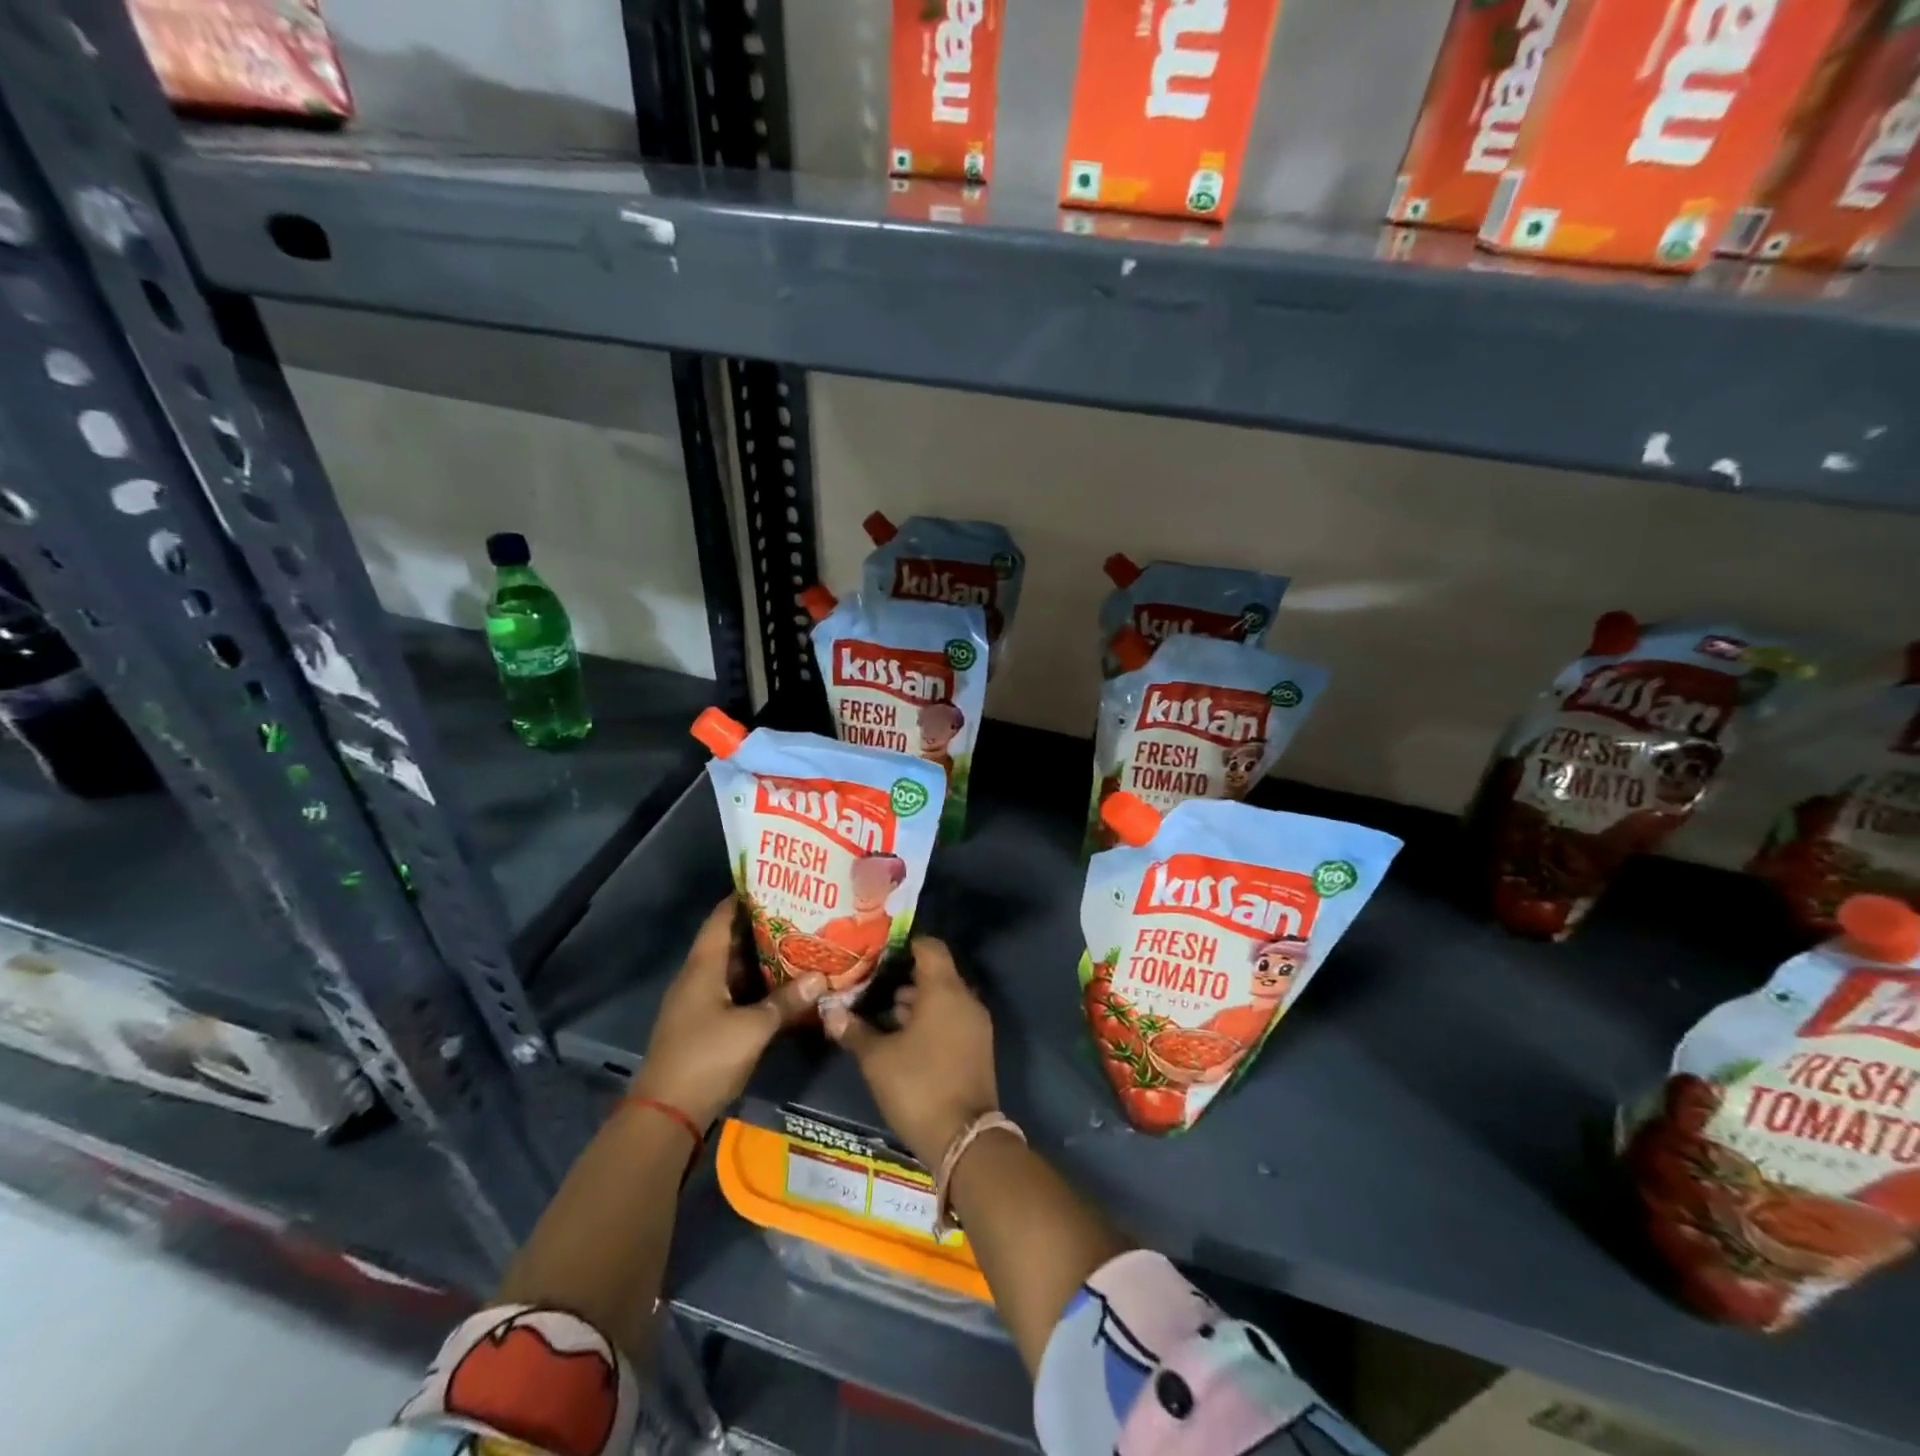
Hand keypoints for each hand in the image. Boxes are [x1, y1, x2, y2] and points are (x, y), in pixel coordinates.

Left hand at [633, 897, 824, 1128]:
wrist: (666, 1115)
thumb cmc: (705, 1058)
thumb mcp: (753, 1028)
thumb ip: (787, 1002)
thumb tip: (821, 978)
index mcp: (703, 967)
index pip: (721, 917)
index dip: (744, 897)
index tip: (775, 882)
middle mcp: (698, 977)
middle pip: (730, 941)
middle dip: (762, 927)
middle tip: (800, 912)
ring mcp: (699, 1002)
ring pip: (734, 969)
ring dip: (762, 958)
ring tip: (799, 942)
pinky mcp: (705, 1025)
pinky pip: (734, 992)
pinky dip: (756, 985)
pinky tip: (784, 985)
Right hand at [823, 938, 997, 1168]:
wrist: (965, 1140)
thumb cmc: (918, 1087)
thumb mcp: (877, 1059)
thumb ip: (853, 1030)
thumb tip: (829, 1010)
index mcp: (944, 990)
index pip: (929, 946)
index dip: (903, 944)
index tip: (877, 951)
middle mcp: (965, 999)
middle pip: (935, 972)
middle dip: (903, 976)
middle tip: (870, 983)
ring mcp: (975, 1024)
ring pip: (943, 997)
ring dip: (915, 1000)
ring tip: (880, 1012)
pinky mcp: (977, 1046)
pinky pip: (951, 1017)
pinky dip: (930, 1019)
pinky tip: (901, 1037)